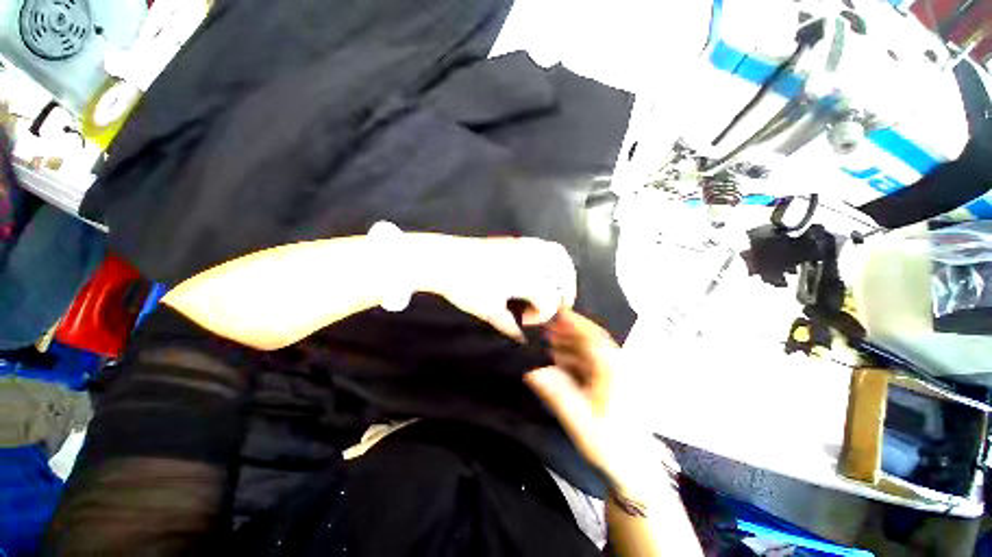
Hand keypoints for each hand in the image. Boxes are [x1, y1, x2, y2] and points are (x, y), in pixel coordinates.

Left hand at [423, 236, 576, 339]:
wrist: (443, 259)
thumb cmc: (466, 286)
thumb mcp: (488, 311)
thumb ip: (509, 325)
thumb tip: (521, 338)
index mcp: (528, 278)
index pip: (549, 300)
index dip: (543, 316)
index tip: (526, 322)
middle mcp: (532, 259)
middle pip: (563, 271)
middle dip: (566, 290)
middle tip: (560, 303)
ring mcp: (523, 245)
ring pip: (556, 253)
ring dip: (562, 270)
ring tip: (556, 284)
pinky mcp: (513, 240)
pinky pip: (542, 245)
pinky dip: (550, 257)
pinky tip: (539, 268)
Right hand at [524, 309, 677, 490]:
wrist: (635, 470)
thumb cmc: (610, 444)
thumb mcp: (579, 419)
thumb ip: (555, 392)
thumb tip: (531, 370)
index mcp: (612, 369)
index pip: (591, 335)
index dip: (573, 320)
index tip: (555, 310)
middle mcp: (616, 365)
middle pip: (590, 339)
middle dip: (567, 330)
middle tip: (544, 326)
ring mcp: (615, 374)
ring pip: (590, 350)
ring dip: (569, 343)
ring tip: (547, 340)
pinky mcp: (612, 383)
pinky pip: (591, 362)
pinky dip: (574, 357)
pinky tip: (560, 360)